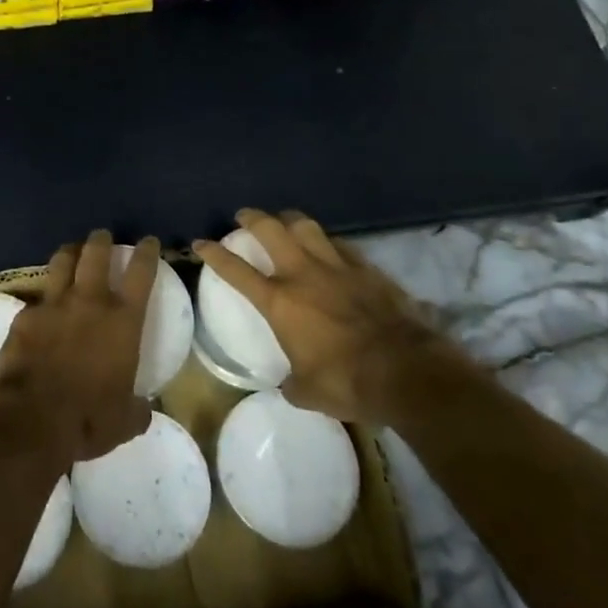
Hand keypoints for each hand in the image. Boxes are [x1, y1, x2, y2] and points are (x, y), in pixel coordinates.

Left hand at [0, 231, 157, 465]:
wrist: (33, 418)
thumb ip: (136, 408)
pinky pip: (36, 298)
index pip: (141, 273)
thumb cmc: (89, 419)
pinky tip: (40, 308)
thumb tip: (142, 409)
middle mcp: (89, 302)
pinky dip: (42, 299)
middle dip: (101, 240)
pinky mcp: (25, 316)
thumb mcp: (125, 420)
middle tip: (102, 236)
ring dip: (69, 253)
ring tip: (71, 251)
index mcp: (123, 321)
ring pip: (62, 262)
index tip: (148, 241)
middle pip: (96, 253)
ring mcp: (54, 305)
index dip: (146, 252)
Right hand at [194, 208, 470, 425]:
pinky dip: (328, 242)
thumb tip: (288, 384)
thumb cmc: (348, 382)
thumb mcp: (307, 392)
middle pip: (270, 230)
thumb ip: (292, 382)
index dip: (214, 254)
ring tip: (284, 221)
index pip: (236, 270)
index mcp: (279, 302)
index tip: (200, 242)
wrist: (407, 371)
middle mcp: (302, 274)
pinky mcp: (366, 268)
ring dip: (290, 220)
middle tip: (244, 216)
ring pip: (306, 226)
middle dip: (252, 218)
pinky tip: (329, 247)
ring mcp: (336, 266)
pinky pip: (340, 245)